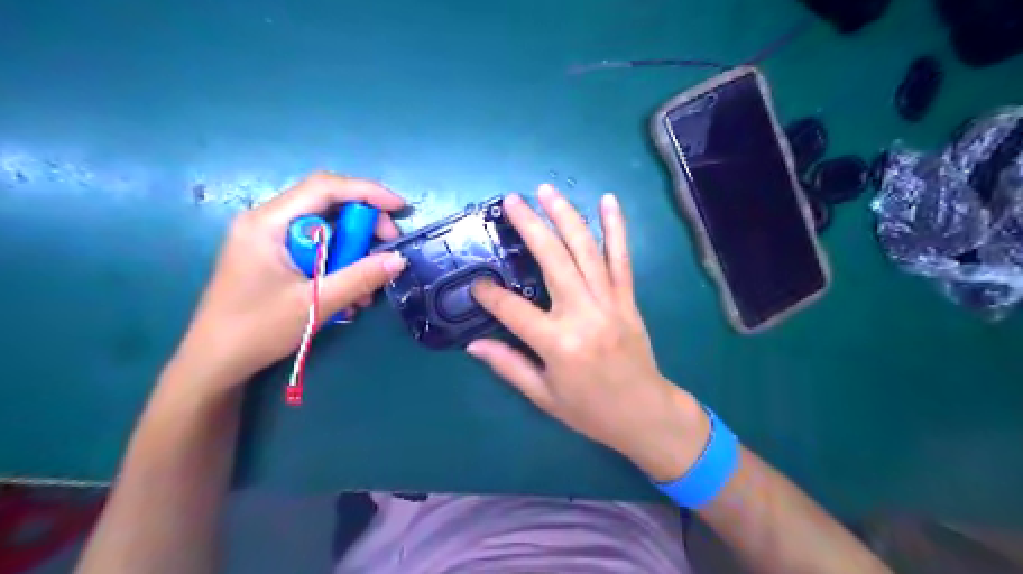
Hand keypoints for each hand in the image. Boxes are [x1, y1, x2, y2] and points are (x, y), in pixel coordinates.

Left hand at [168, 173, 408, 391]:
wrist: (215, 363)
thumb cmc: (257, 329)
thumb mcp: (315, 302)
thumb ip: (360, 278)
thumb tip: (399, 259)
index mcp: (268, 223)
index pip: (324, 187)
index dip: (367, 192)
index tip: (399, 208)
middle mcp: (267, 222)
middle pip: (327, 206)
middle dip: (364, 227)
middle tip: (387, 251)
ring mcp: (269, 240)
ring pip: (326, 231)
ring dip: (353, 254)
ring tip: (369, 287)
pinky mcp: (274, 258)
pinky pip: (316, 250)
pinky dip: (338, 266)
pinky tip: (350, 295)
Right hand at [467, 186, 708, 480]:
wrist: (645, 413)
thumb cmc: (590, 410)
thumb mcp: (544, 396)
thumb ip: (508, 366)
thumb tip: (473, 345)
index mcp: (559, 343)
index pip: (513, 310)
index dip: (490, 295)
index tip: (476, 283)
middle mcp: (584, 314)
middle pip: (553, 261)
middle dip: (530, 227)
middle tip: (511, 200)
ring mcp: (610, 302)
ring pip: (586, 251)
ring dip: (566, 217)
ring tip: (547, 191)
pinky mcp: (628, 299)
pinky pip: (622, 258)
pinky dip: (616, 228)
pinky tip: (608, 202)